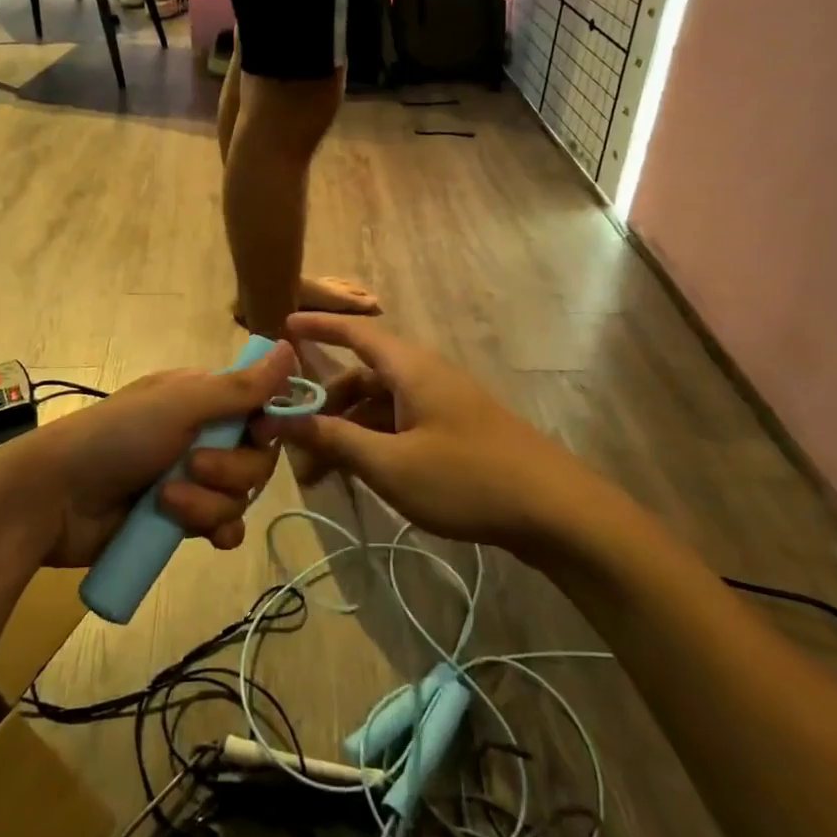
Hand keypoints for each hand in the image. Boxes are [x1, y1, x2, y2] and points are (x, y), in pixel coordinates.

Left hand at [0, 344, 297, 567]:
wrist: (54, 499)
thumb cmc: (116, 437)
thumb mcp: (179, 404)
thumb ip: (240, 386)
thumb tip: (291, 345)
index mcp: (200, 398)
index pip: (259, 406)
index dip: (267, 422)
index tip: (261, 431)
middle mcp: (201, 435)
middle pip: (255, 456)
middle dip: (229, 468)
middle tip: (192, 465)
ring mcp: (191, 480)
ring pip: (238, 495)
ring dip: (208, 503)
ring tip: (167, 501)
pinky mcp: (180, 521)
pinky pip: (224, 526)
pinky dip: (217, 530)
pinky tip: (207, 537)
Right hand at [253, 315, 594, 554]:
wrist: (554, 509)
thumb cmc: (466, 478)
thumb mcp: (391, 464)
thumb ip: (335, 440)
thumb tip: (283, 420)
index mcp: (410, 368)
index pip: (356, 333)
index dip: (319, 327)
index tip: (282, 326)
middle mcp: (425, 376)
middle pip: (362, 376)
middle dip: (325, 405)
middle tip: (293, 441)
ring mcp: (443, 404)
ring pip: (380, 406)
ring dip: (348, 430)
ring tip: (322, 475)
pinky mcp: (455, 430)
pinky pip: (401, 424)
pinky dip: (374, 442)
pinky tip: (361, 476)